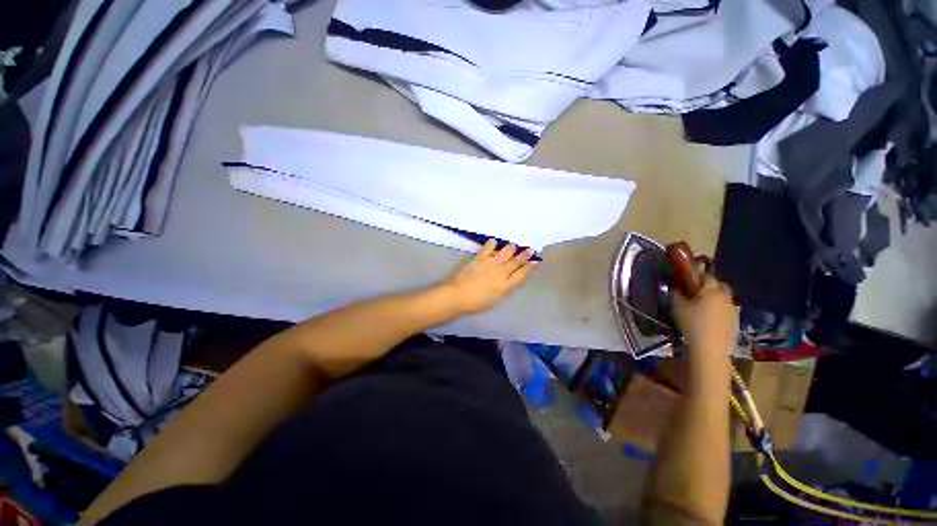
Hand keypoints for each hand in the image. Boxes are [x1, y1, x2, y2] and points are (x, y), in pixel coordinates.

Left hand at [441, 240, 535, 314]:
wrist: (459, 295)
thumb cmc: (477, 303)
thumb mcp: (496, 300)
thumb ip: (506, 289)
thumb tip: (512, 281)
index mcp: (507, 285)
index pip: (521, 274)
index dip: (528, 268)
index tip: (534, 262)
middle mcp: (502, 272)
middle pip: (516, 261)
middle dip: (524, 255)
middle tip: (530, 250)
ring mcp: (491, 263)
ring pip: (506, 252)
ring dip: (511, 248)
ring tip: (513, 245)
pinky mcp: (480, 258)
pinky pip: (488, 248)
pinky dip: (492, 244)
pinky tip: (494, 242)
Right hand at [672, 274, 736, 359]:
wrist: (711, 349)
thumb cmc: (692, 324)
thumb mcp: (677, 308)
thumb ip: (675, 294)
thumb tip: (675, 287)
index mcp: (711, 290)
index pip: (705, 276)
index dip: (696, 275)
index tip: (686, 279)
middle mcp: (725, 296)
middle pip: (719, 284)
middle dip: (709, 284)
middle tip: (695, 290)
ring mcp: (733, 308)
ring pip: (724, 296)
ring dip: (715, 296)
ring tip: (702, 304)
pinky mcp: (736, 320)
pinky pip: (727, 308)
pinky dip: (719, 307)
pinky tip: (710, 316)